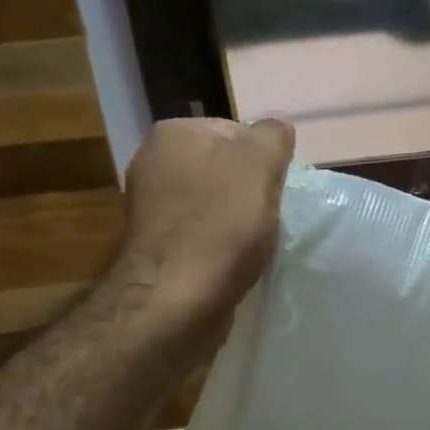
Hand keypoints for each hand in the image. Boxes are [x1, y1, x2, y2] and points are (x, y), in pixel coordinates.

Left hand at [101, 117, 295, 337]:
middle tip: (269, 214)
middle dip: (251, 190)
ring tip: (255, 242)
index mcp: (173, 133)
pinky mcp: (157, 248)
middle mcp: (153, 163)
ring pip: (215, 203)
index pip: (236, 131)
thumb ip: (272, 135)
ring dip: (239, 220)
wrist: (177, 300)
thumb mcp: (259, 163)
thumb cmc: (221, 225)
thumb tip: (276, 128)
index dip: (265, 159)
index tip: (278, 187)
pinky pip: (203, 235)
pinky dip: (222, 245)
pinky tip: (236, 262)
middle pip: (225, 168)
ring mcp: (151, 208)